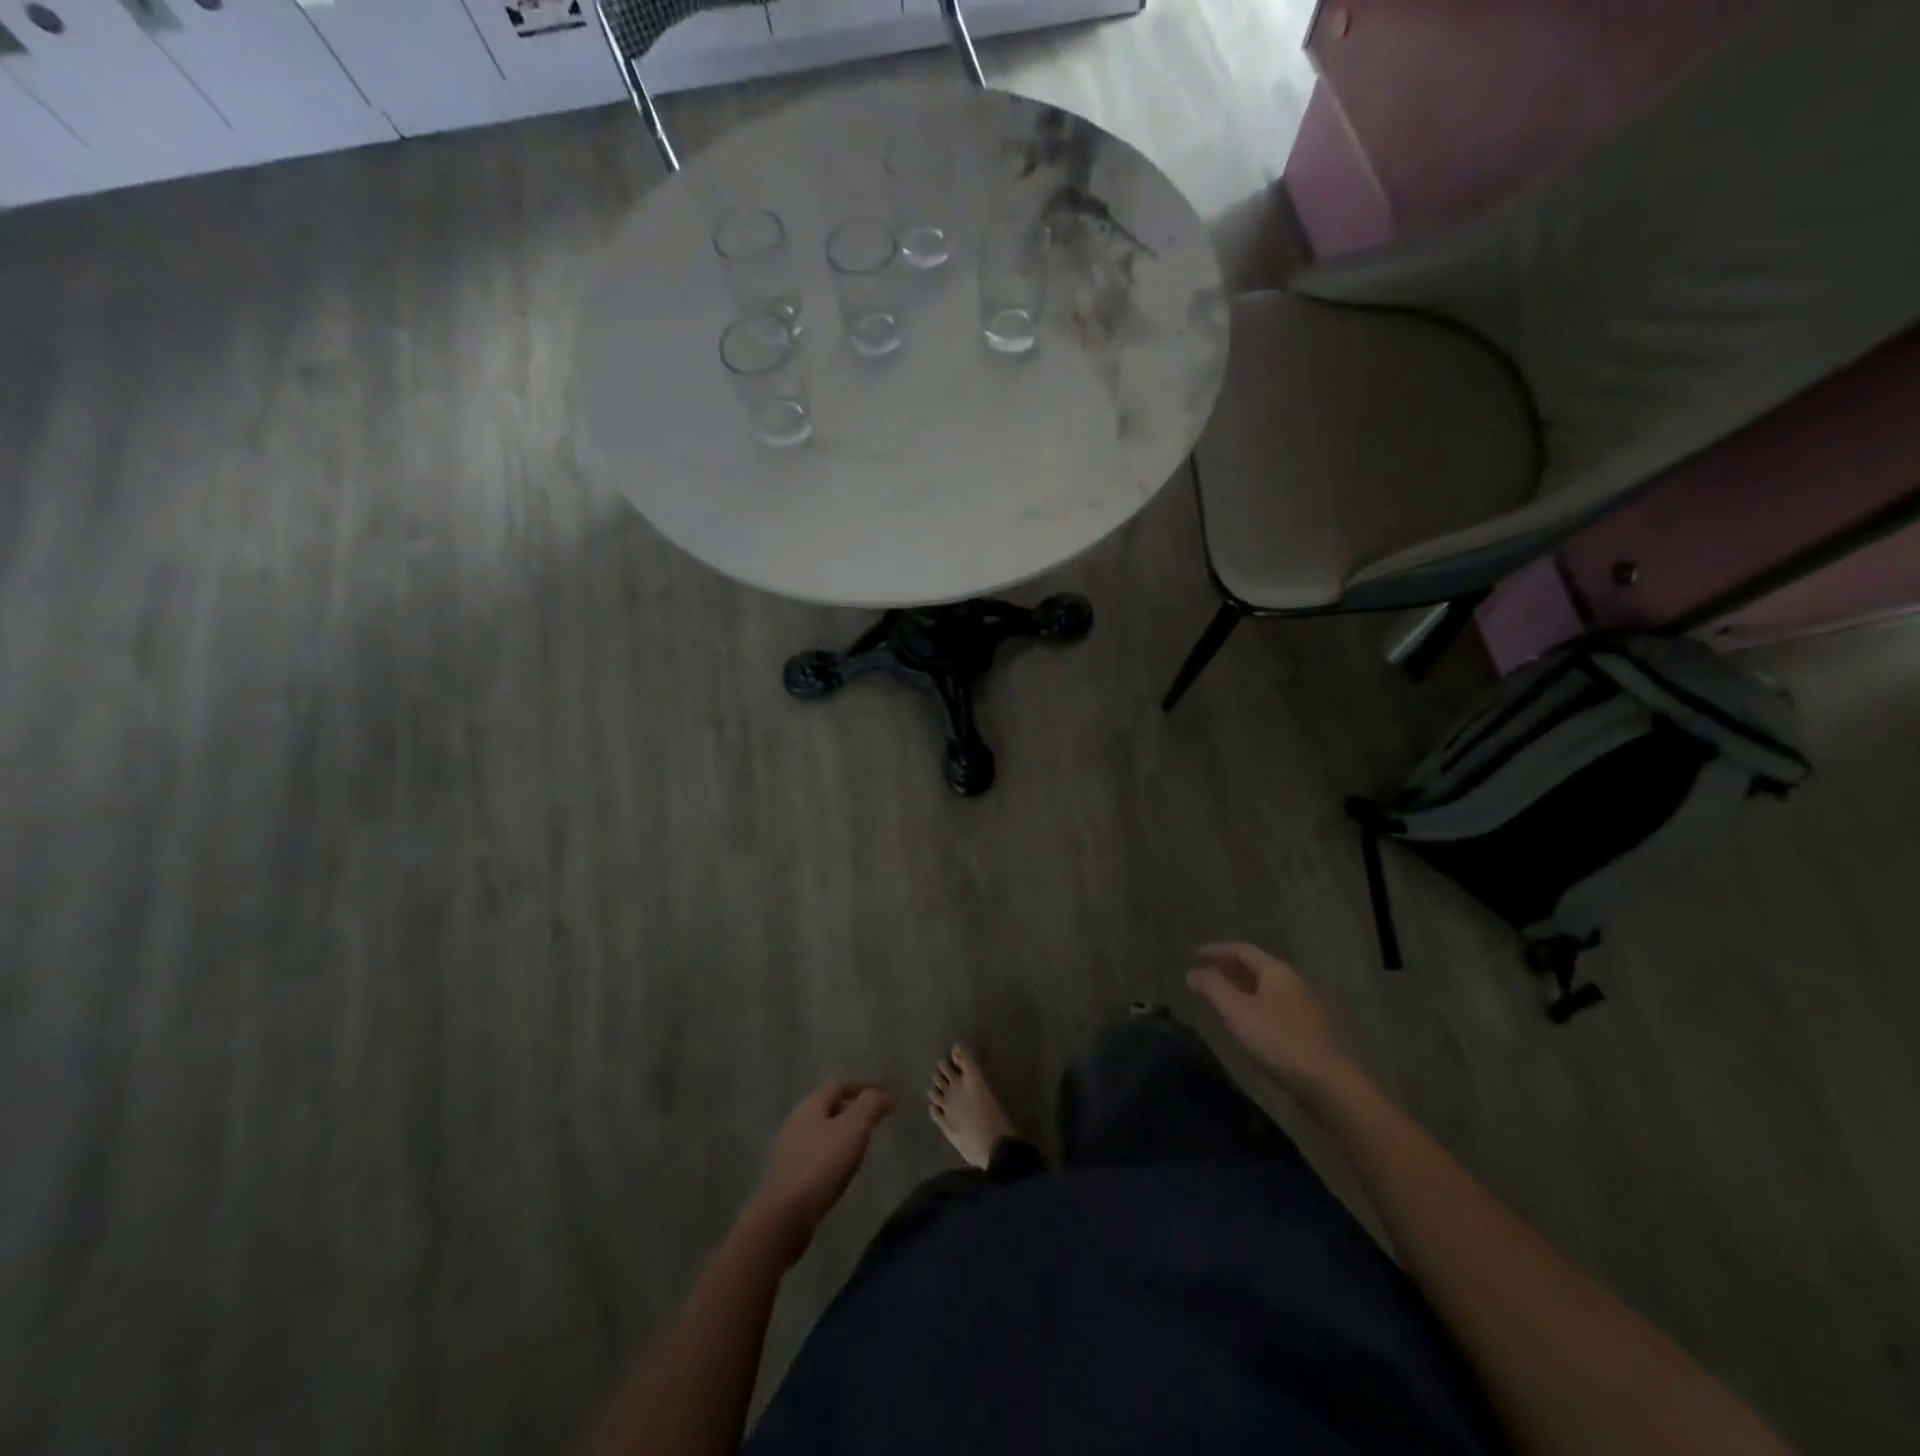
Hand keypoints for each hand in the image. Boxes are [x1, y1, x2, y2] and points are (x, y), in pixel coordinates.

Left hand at [743, 1080, 895, 1263]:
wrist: (784, 1218)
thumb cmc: (821, 1165)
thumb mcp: (853, 1128)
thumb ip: (870, 1105)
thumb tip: (887, 1093)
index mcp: (810, 1105)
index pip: (840, 1084)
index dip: (865, 1086)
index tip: (887, 1094)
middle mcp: (796, 1121)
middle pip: (829, 1106)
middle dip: (854, 1108)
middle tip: (876, 1118)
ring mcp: (789, 1149)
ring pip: (822, 1130)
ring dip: (843, 1131)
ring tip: (863, 1144)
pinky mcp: (788, 1175)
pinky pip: (816, 1153)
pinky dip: (833, 1152)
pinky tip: (842, 1169)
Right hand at [1186, 943, 1351, 1095]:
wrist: (1327, 1082)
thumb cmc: (1277, 1040)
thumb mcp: (1236, 1011)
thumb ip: (1212, 988)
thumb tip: (1192, 972)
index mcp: (1276, 971)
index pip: (1242, 950)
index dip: (1216, 950)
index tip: (1194, 955)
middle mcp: (1293, 981)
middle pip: (1256, 966)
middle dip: (1228, 967)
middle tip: (1205, 974)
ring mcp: (1305, 1005)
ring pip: (1267, 987)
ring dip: (1241, 987)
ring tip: (1222, 997)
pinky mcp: (1310, 1028)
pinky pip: (1275, 1004)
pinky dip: (1255, 1003)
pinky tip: (1248, 1021)